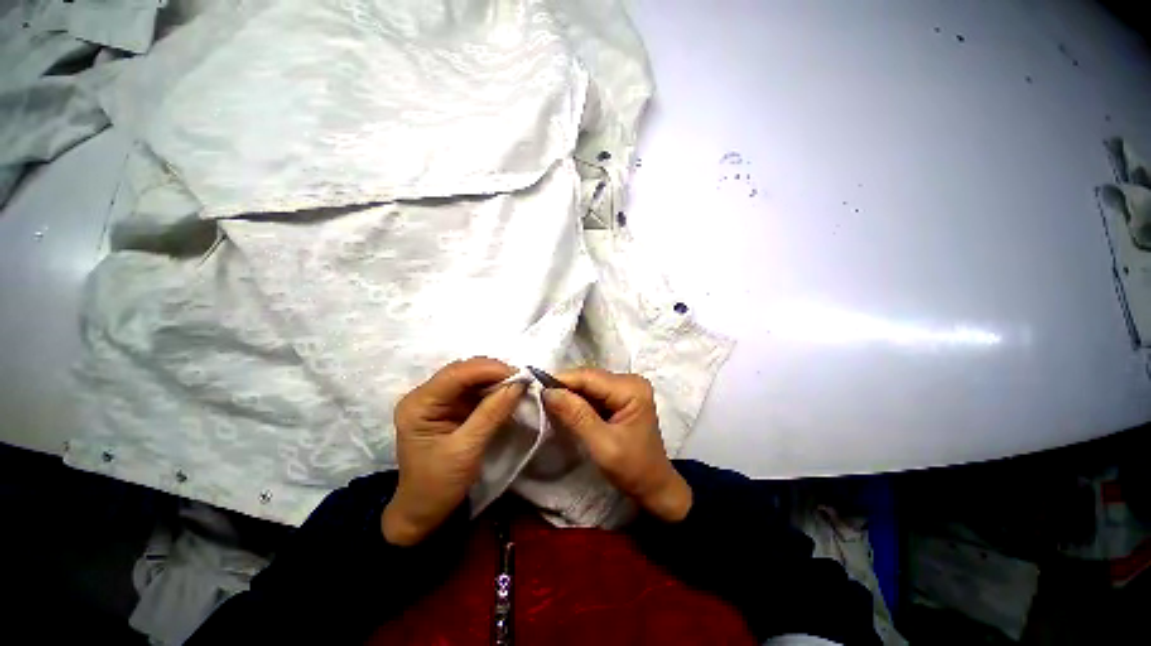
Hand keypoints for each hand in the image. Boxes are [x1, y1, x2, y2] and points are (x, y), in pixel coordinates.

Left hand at [383, 358, 524, 545]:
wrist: (424, 511)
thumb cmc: (439, 485)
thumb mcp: (467, 449)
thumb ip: (492, 413)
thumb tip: (519, 384)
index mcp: (419, 404)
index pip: (457, 373)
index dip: (490, 369)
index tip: (520, 376)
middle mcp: (425, 395)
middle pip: (464, 371)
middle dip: (495, 372)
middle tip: (523, 380)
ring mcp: (438, 400)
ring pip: (472, 377)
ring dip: (496, 379)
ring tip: (519, 385)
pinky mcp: (450, 407)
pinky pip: (475, 389)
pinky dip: (493, 389)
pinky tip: (508, 393)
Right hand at [541, 368, 691, 521]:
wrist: (654, 486)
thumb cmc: (633, 469)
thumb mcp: (602, 445)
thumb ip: (576, 416)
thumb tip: (548, 392)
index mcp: (631, 388)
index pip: (589, 377)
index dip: (561, 380)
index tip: (536, 389)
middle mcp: (630, 381)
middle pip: (588, 378)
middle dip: (564, 388)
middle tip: (539, 399)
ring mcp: (626, 387)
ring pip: (588, 384)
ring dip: (569, 394)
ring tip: (548, 403)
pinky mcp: (620, 396)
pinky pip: (593, 393)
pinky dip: (578, 400)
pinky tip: (565, 409)